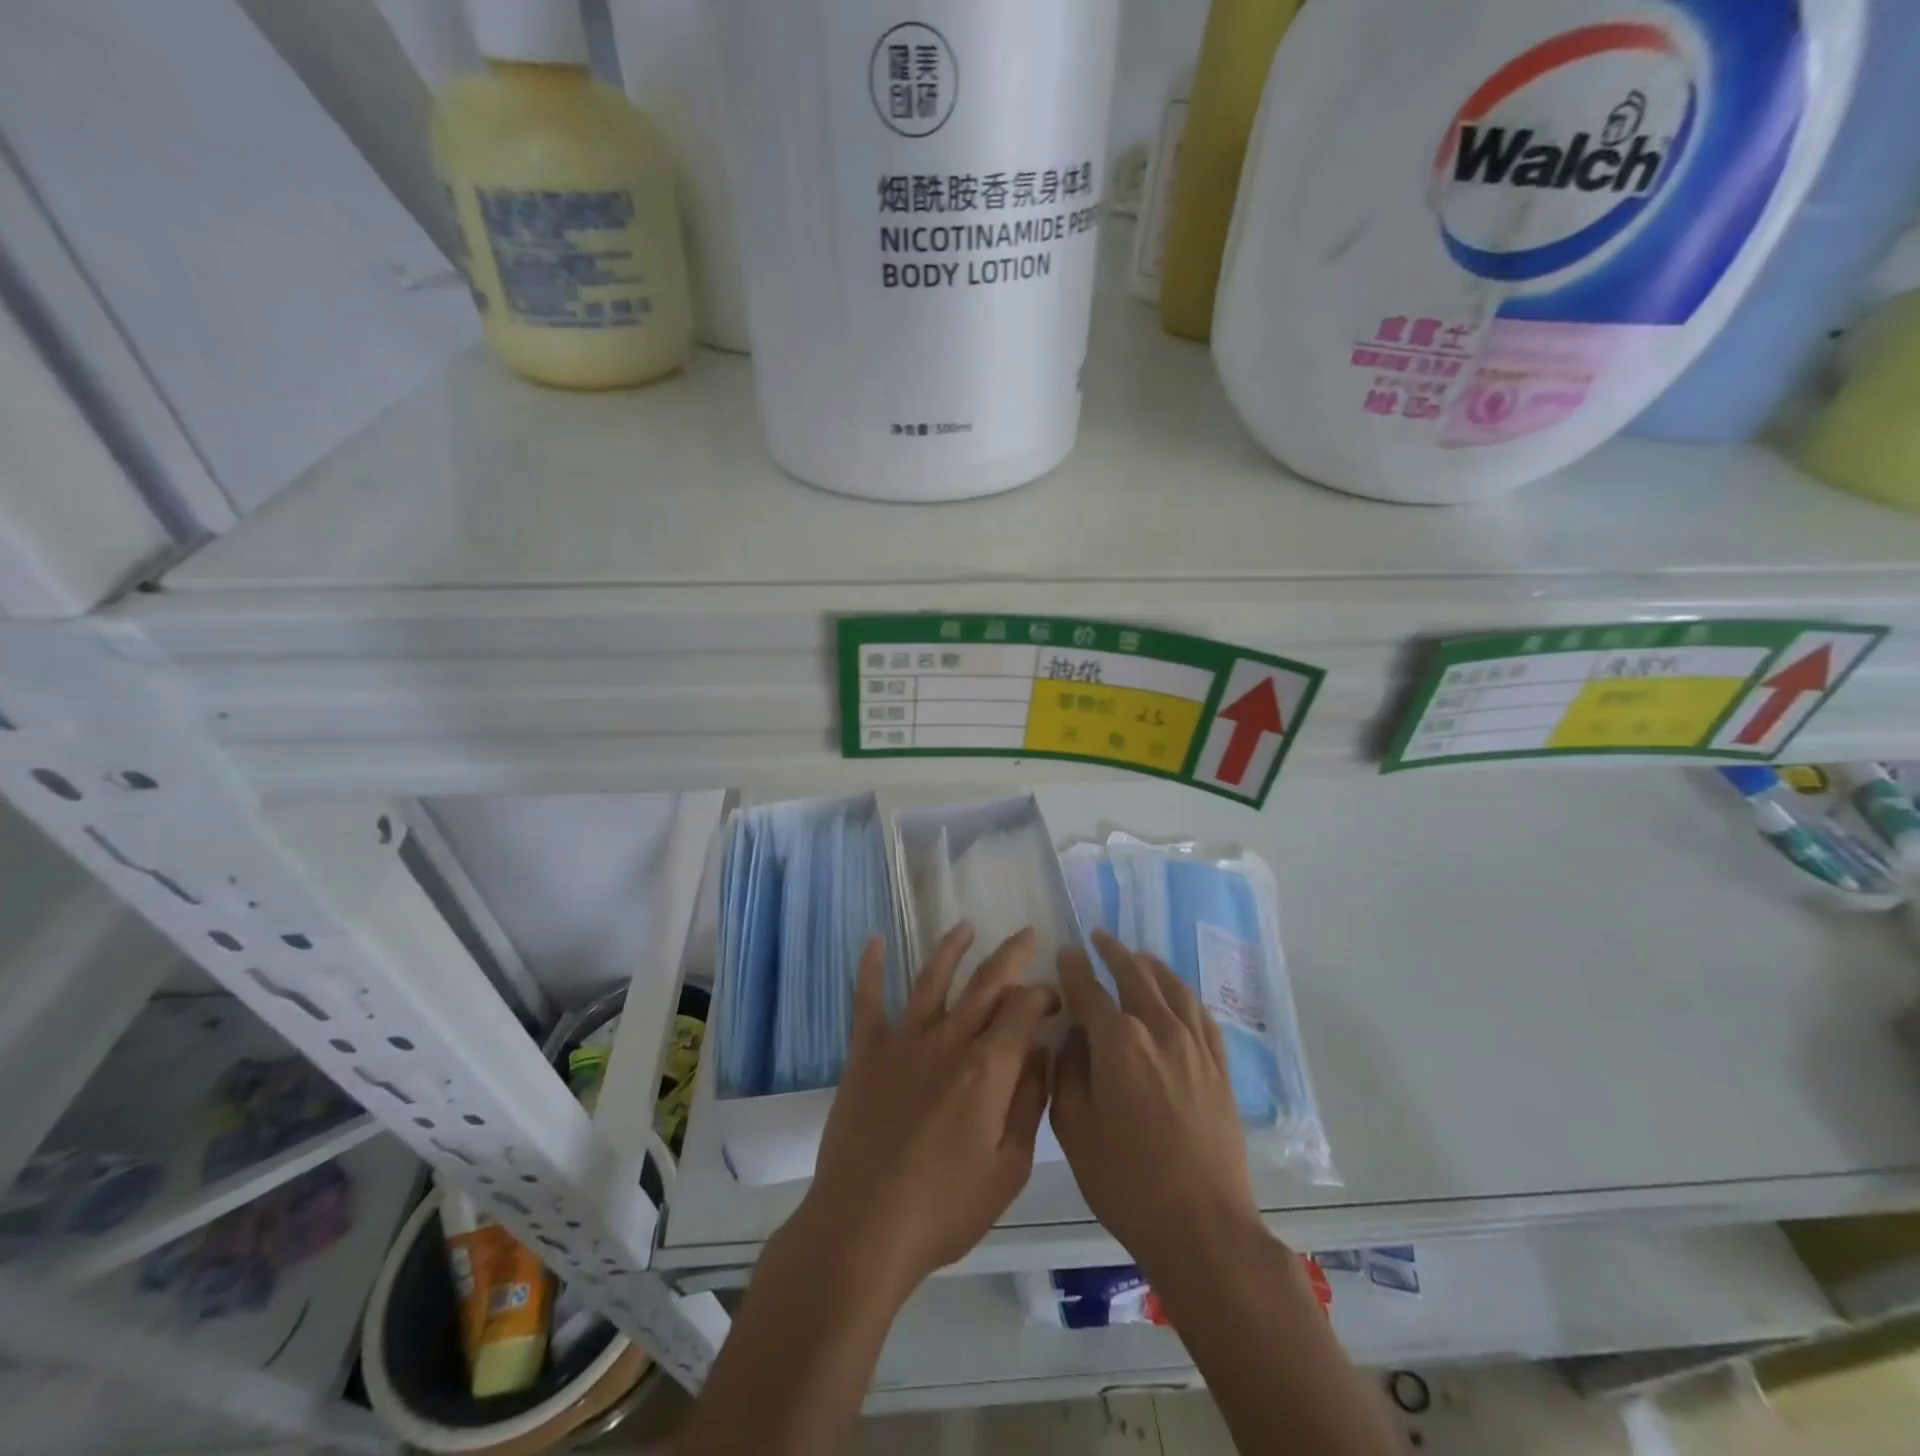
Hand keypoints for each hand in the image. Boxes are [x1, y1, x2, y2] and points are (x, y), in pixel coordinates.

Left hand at [788, 923, 1057, 1302]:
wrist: (863, 1228)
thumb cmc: (943, 1209)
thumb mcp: (1008, 1170)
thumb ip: (1029, 1104)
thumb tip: (1042, 1052)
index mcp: (987, 1069)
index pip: (1023, 1008)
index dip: (1043, 995)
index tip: (1053, 999)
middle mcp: (948, 1039)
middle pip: (986, 982)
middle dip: (1012, 954)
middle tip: (1027, 934)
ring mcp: (903, 1041)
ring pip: (932, 978)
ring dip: (952, 948)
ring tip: (966, 926)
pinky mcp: (866, 1051)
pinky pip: (867, 999)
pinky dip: (870, 966)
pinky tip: (874, 939)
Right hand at [1052, 929, 1262, 1278]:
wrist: (1203, 1227)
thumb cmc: (1126, 1182)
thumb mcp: (1074, 1128)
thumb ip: (1067, 1071)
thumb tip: (1072, 1036)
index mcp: (1119, 1043)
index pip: (1090, 990)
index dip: (1075, 968)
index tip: (1066, 952)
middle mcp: (1159, 1030)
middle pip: (1135, 976)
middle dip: (1113, 952)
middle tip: (1099, 937)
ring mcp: (1195, 1046)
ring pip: (1172, 987)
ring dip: (1151, 966)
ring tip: (1137, 955)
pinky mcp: (1220, 1067)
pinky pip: (1201, 1014)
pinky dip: (1184, 993)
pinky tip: (1177, 993)